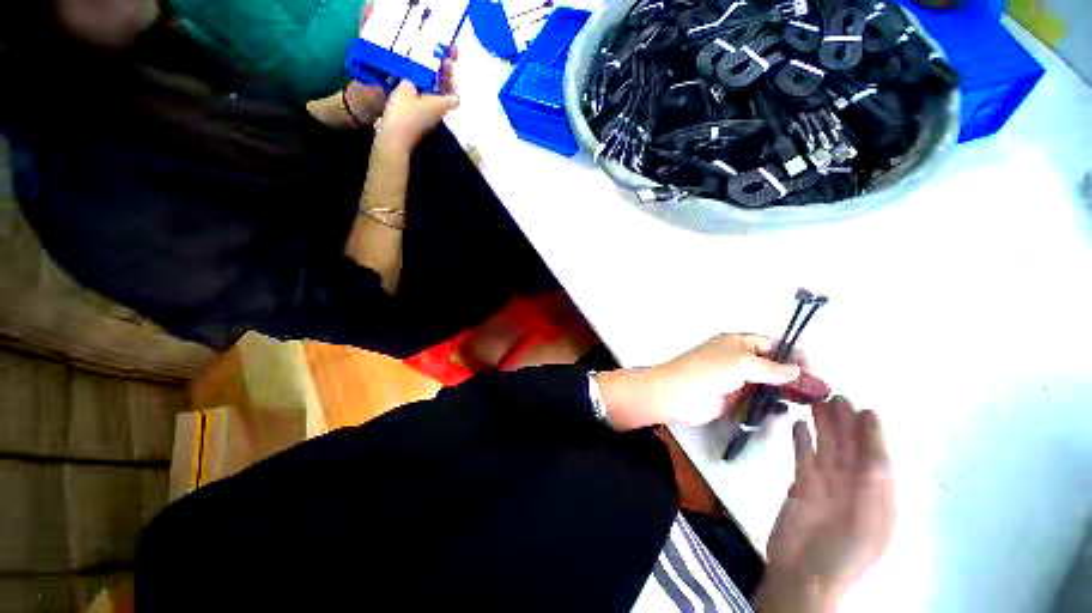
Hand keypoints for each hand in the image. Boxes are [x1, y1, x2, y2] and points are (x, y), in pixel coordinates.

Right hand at [345, 36, 458, 130]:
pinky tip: (407, 87)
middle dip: (440, 81)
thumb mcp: (405, 89)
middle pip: (444, 98)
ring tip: (418, 73)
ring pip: (432, 102)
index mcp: (441, 106)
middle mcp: (438, 115)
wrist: (394, 139)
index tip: (446, 72)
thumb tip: (412, 83)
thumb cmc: (404, 113)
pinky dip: (418, 96)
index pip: (455, 97)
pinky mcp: (418, 125)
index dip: (453, 84)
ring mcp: (428, 121)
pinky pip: (422, 107)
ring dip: (428, 88)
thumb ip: (411, 82)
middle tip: (432, 66)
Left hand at [595, 334, 830, 430]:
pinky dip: (773, 402)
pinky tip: (787, 409)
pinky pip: (758, 398)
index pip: (773, 344)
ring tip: (811, 402)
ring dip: (788, 390)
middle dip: (797, 375)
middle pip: (774, 364)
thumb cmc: (707, 371)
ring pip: (768, 383)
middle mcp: (739, 359)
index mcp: (738, 343)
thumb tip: (797, 369)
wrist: (677, 394)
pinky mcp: (733, 398)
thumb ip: (771, 367)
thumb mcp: (741, 363)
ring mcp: (736, 379)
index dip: (794, 355)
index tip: (814, 371)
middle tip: (821, 392)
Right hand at [760, 397, 894, 610]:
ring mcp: (825, 486)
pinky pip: (804, 458)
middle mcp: (854, 489)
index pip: (877, 460)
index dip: (873, 436)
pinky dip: (801, 441)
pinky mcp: (801, 486)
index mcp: (877, 499)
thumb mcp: (868, 528)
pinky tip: (797, 425)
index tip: (866, 410)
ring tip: (816, 403)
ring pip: (826, 449)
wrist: (802, 576)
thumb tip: (874, 457)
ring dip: (823, 427)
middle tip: (836, 396)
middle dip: (845, 424)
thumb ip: (872, 493)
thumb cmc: (842, 557)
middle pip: (850, 450)